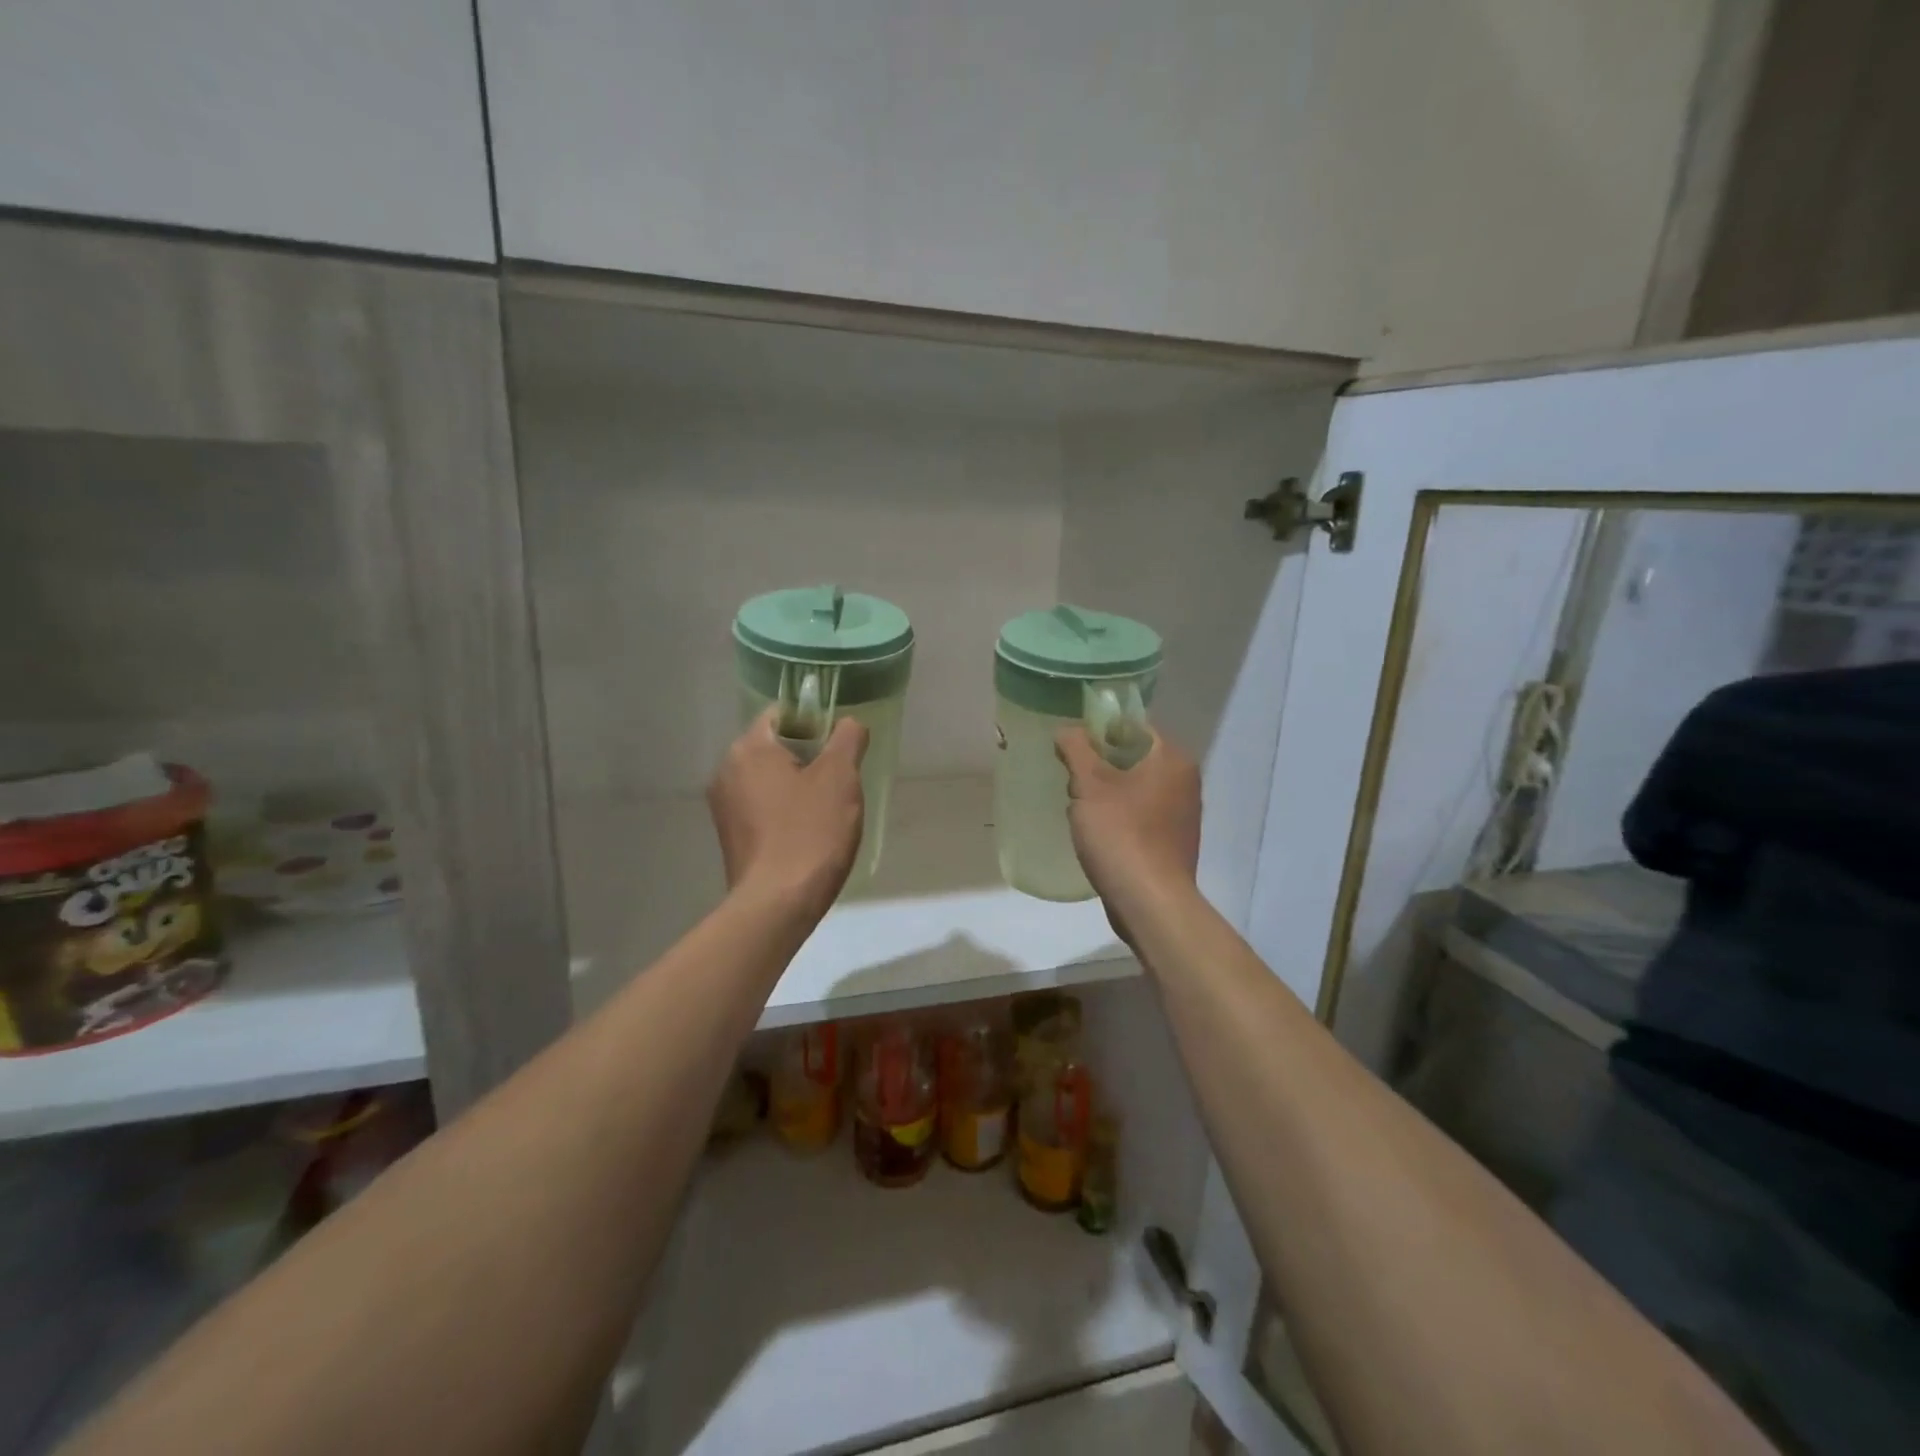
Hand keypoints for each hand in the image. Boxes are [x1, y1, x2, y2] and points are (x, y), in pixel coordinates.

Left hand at [708, 710, 867, 920]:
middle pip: (774, 746)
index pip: (782, 714)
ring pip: (769, 779)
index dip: (815, 721)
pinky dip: (785, 811)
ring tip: (827, 810)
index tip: (840, 746)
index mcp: (749, 748)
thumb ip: (847, 738)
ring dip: (798, 786)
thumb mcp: (840, 777)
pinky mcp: (730, 837)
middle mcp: (727, 771)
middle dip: (809, 757)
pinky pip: (762, 808)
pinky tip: (808, 832)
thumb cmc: (811, 832)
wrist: (777, 904)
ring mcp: (724, 807)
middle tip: (840, 780)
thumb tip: (848, 724)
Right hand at [1056, 727, 1201, 935]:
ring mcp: (1184, 814)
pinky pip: (1142, 815)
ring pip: (1137, 788)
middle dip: (1102, 766)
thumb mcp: (1089, 785)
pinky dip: (1121, 817)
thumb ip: (1076, 749)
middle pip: (1135, 757)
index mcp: (1172, 759)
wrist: (1150, 902)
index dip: (1102, 730)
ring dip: (1108, 793)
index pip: (1136, 726)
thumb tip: (1067, 730)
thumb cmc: (1121, 834)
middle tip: (1073, 780)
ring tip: (1081, 809)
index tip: (1074, 746)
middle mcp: (1186, 781)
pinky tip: (1099, 834)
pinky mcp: (1174, 842)